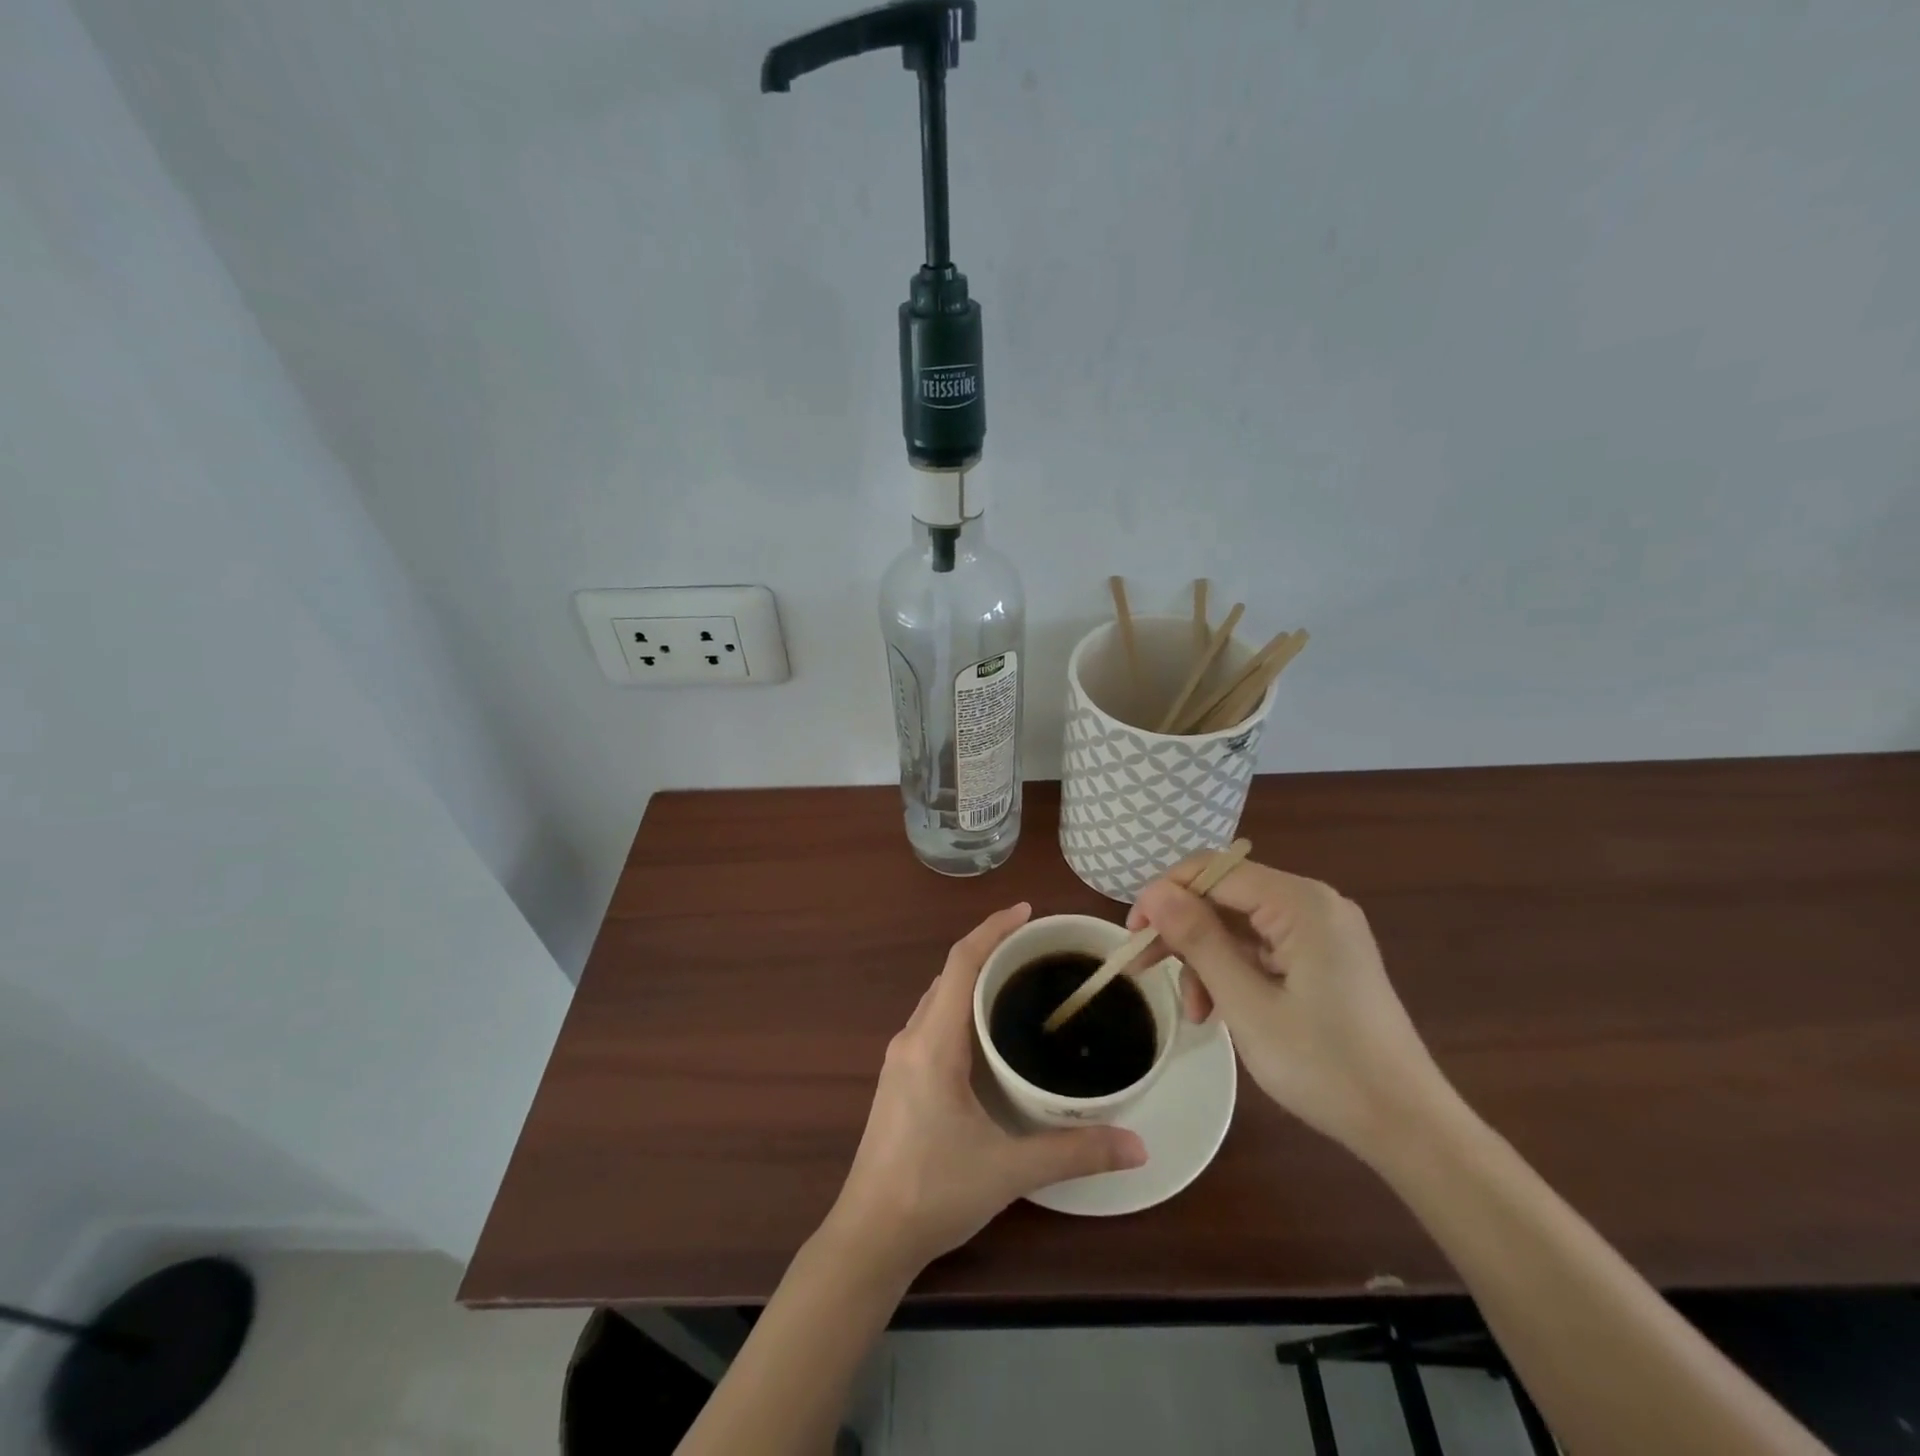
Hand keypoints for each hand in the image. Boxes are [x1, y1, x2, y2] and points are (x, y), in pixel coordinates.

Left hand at [825, 903, 1146, 1280]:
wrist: (869, 1236)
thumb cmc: (933, 1191)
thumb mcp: (1009, 1170)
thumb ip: (1074, 1151)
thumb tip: (1138, 1143)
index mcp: (933, 1042)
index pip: (961, 963)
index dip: (992, 929)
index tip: (1027, 911)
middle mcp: (912, 1038)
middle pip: (950, 974)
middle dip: (989, 949)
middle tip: (1036, 946)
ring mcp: (901, 1058)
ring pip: (939, 998)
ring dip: (973, 979)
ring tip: (1018, 979)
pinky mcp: (900, 1079)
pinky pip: (934, 1021)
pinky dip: (961, 1006)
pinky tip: (988, 1030)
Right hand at [1129, 857, 1450, 1164]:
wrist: (1408, 1127)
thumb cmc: (1325, 1065)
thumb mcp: (1247, 1004)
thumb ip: (1198, 940)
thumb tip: (1155, 892)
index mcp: (1300, 902)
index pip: (1213, 871)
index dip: (1165, 895)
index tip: (1132, 934)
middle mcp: (1313, 904)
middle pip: (1225, 896)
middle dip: (1182, 932)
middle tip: (1142, 968)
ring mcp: (1321, 932)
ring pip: (1238, 925)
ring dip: (1206, 960)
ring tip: (1194, 1011)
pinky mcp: (1324, 958)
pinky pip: (1262, 948)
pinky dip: (1234, 972)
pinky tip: (1220, 1011)